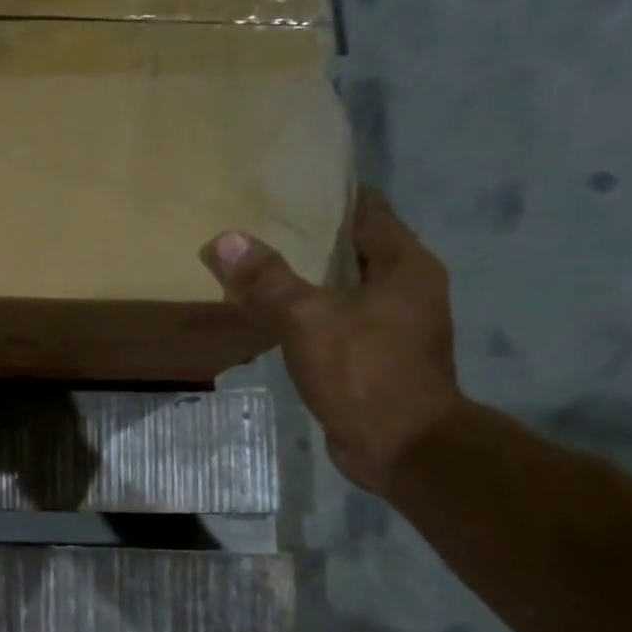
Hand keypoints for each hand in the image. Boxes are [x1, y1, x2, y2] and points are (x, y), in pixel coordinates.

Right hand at [201, 189, 464, 494]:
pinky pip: (339, 319)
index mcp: (405, 266)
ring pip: (346, 286)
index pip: (369, 211)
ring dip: (310, 277)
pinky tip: (275, 313)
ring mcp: (394, 325)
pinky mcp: (376, 356)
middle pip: (355, 248)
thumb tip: (225, 239)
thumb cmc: (365, 372)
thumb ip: (268, 279)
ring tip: (261, 262)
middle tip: (262, 221)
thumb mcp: (310, 319)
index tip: (290, 183)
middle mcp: (407, 289)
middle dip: (313, 236)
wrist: (401, 447)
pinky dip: (311, 311)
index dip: (332, 195)